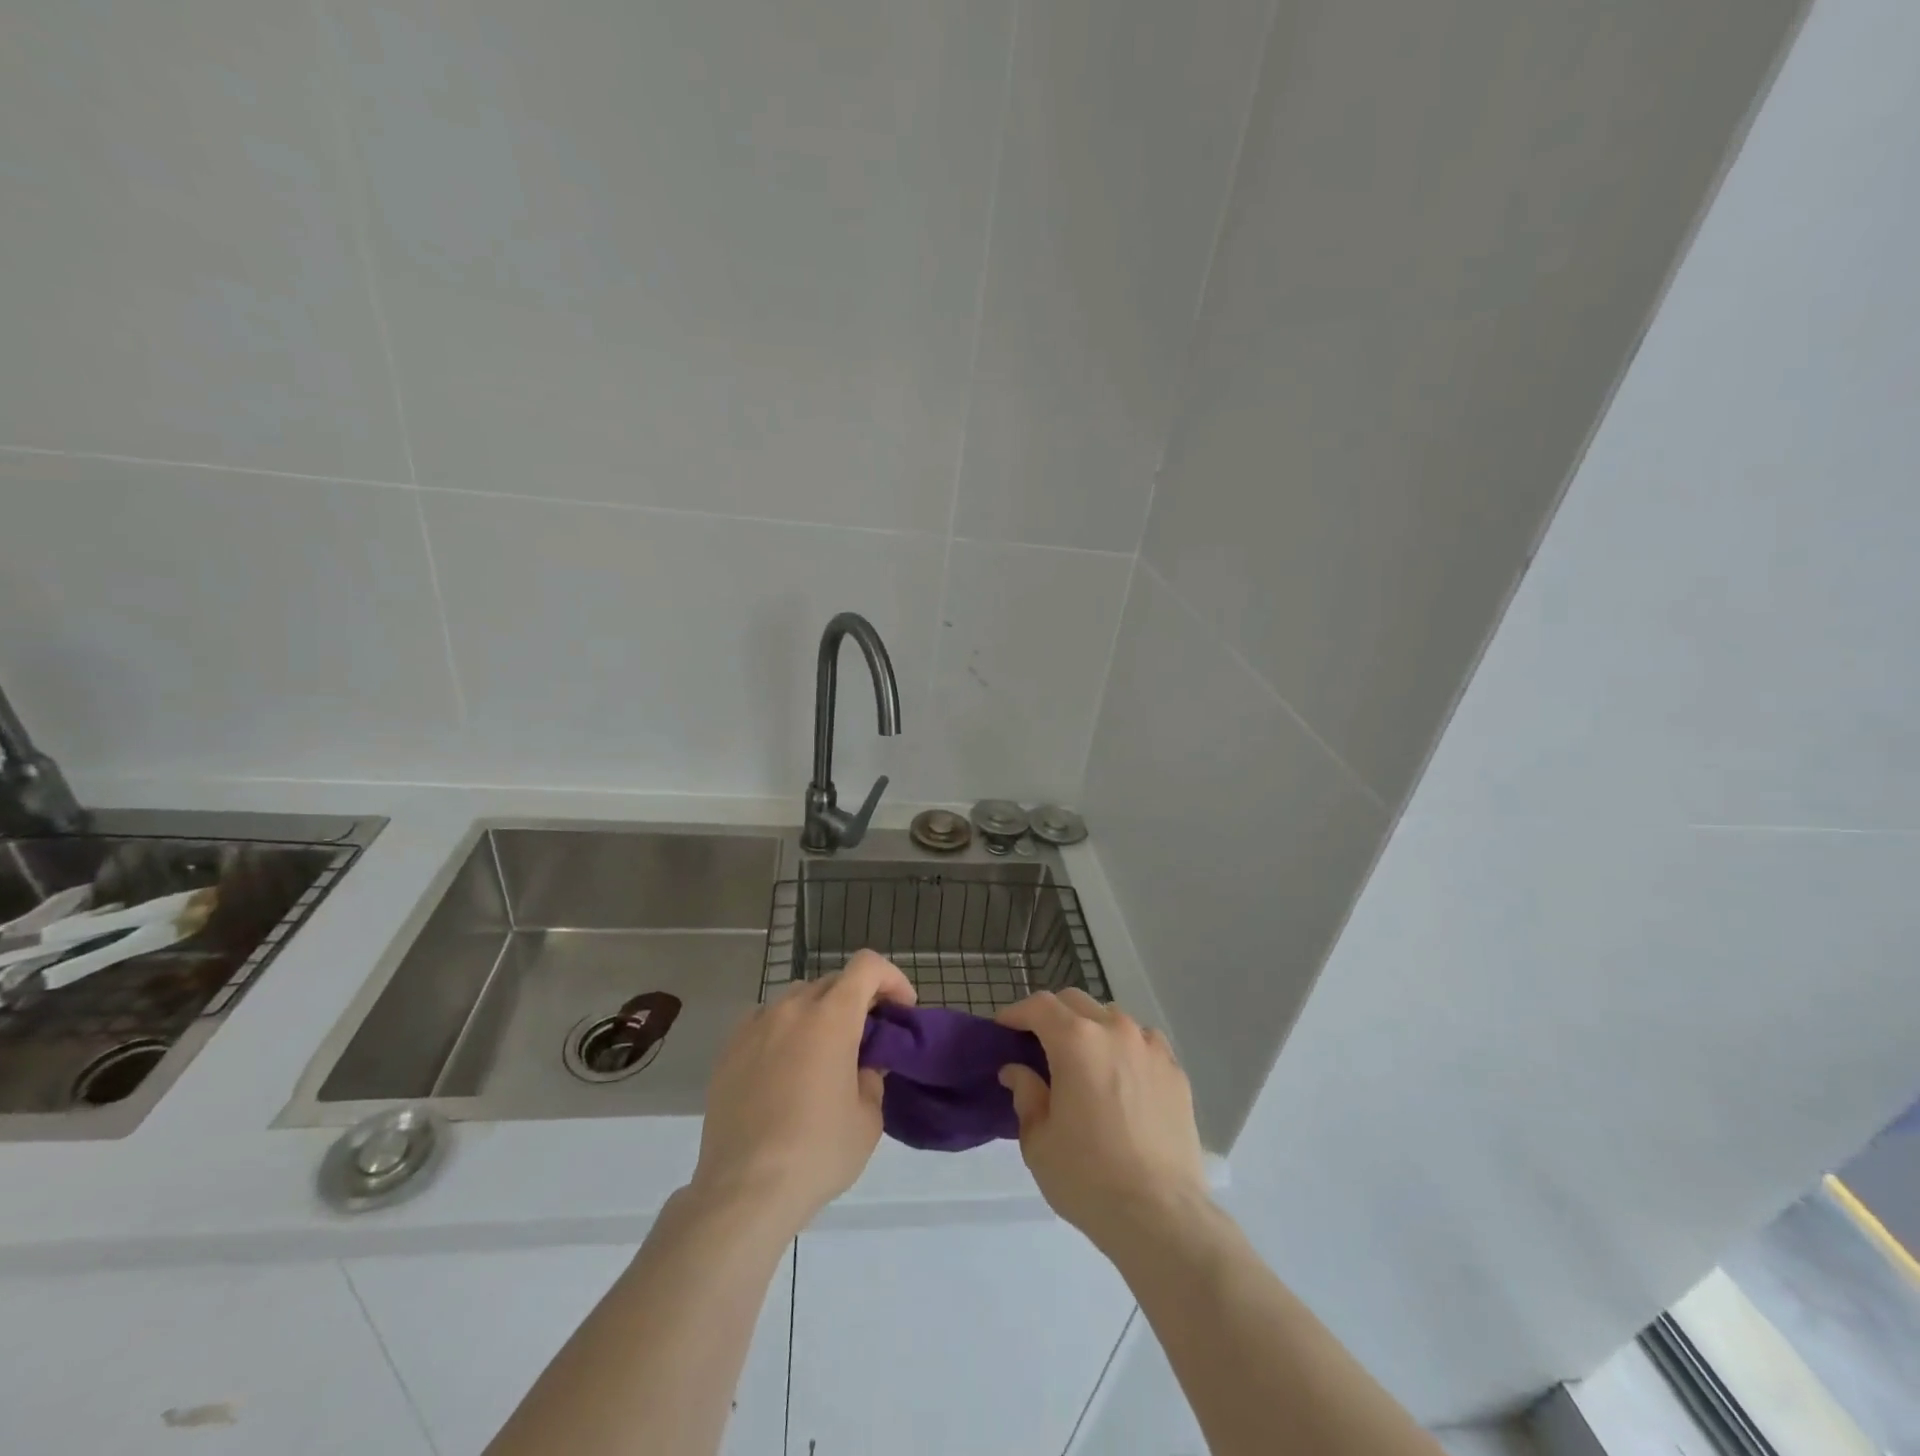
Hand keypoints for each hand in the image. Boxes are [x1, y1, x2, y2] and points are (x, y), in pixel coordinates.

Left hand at [689, 950, 914, 1237]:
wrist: (744, 1191)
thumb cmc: (817, 1152)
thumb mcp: (868, 1118)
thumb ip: (872, 1077)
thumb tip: (863, 1064)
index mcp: (832, 1017)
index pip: (867, 966)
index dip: (891, 979)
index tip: (901, 1011)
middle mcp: (792, 1008)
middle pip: (833, 982)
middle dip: (857, 1001)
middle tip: (866, 1039)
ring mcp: (755, 1026)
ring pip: (797, 999)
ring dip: (819, 1014)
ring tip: (823, 1056)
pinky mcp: (728, 1050)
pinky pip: (765, 1022)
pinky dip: (784, 1032)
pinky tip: (785, 1071)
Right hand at [997, 990, 1209, 1252]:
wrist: (1160, 1216)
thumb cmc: (1088, 1177)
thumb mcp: (1038, 1141)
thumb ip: (1026, 1095)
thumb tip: (1018, 1071)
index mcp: (1076, 1041)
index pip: (1040, 1006)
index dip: (1017, 1013)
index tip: (1003, 1029)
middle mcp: (1115, 1030)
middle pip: (1076, 1003)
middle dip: (1052, 1016)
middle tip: (1039, 1046)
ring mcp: (1151, 1048)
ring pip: (1113, 1018)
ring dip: (1091, 1029)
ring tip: (1084, 1063)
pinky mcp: (1176, 1071)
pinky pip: (1144, 1044)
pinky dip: (1125, 1049)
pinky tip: (1122, 1079)